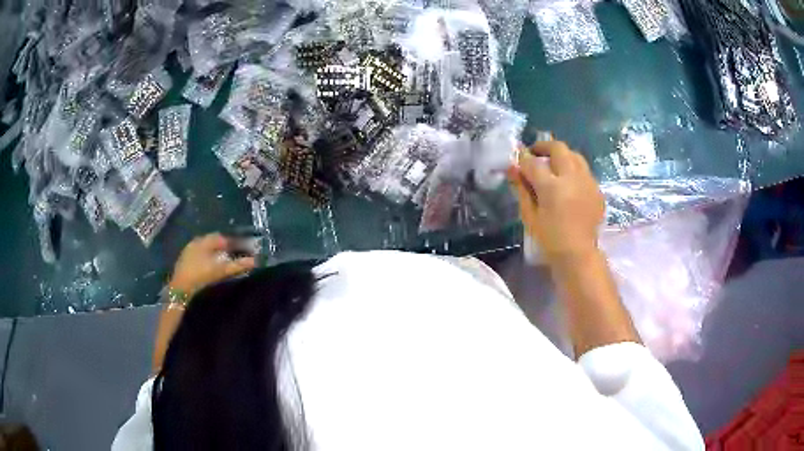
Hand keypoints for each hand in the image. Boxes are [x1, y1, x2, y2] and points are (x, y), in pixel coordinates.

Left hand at [169, 233, 255, 297]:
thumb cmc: (201, 276)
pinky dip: (207, 260)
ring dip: (215, 254)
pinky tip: (211, 268)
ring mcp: (188, 252)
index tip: (242, 249)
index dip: (233, 242)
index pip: (221, 237)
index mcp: (203, 240)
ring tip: (225, 263)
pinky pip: (199, 257)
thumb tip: (255, 261)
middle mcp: (195, 242)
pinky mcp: (184, 262)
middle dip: (224, 248)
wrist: (180, 290)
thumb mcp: (221, 270)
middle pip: (213, 242)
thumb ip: (238, 264)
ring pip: (205, 249)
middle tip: (235, 256)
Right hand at [509, 141, 604, 262]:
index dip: (523, 158)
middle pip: (558, 148)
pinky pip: (584, 171)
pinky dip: (574, 171)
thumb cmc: (549, 239)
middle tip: (535, 154)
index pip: (533, 163)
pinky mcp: (597, 190)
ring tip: (554, 165)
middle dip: (544, 147)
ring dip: (562, 156)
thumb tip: (513, 168)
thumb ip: (522, 189)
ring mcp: (588, 182)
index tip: (517, 157)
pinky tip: (569, 184)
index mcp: (552, 186)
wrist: (578, 254)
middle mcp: (572, 178)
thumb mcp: (529, 215)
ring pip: (575, 156)